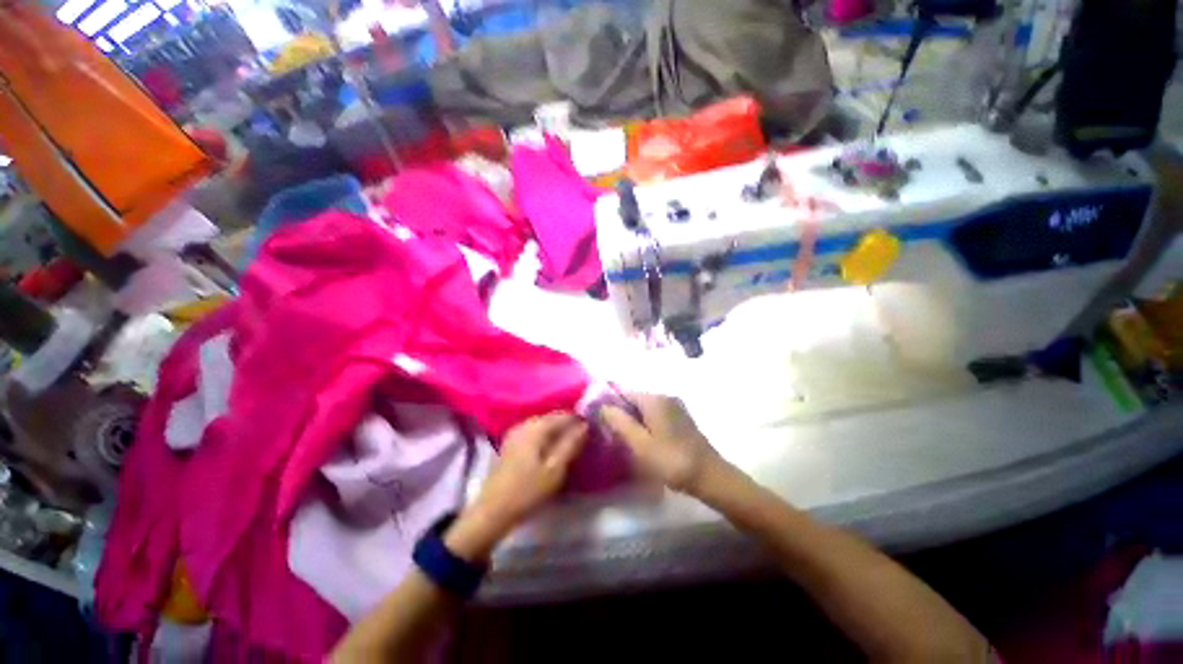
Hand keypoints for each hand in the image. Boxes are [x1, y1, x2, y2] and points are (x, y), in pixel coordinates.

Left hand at [446, 413, 586, 560]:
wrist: (491, 512)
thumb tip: (585, 425)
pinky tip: (551, 450)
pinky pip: (535, 433)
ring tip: (570, 446)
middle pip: (553, 418)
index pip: (564, 414)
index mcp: (536, 427)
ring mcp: (515, 433)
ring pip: (543, 426)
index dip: (579, 421)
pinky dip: (546, 438)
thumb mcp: (555, 470)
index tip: (592, 432)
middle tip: (583, 440)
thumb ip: (571, 444)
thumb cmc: (527, 491)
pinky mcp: (510, 444)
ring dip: (558, 433)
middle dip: (568, 426)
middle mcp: (525, 424)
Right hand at [600, 394, 718, 494]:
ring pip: (645, 408)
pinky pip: (656, 415)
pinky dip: (646, 424)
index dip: (609, 403)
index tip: (598, 420)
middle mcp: (664, 397)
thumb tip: (602, 406)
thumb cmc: (671, 461)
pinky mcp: (681, 419)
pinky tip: (643, 442)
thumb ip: (619, 422)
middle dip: (621, 413)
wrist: (710, 477)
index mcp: (654, 399)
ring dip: (633, 420)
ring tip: (624, 440)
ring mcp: (675, 407)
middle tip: (610, 434)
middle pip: (634, 399)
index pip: (623, 391)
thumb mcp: (640, 444)